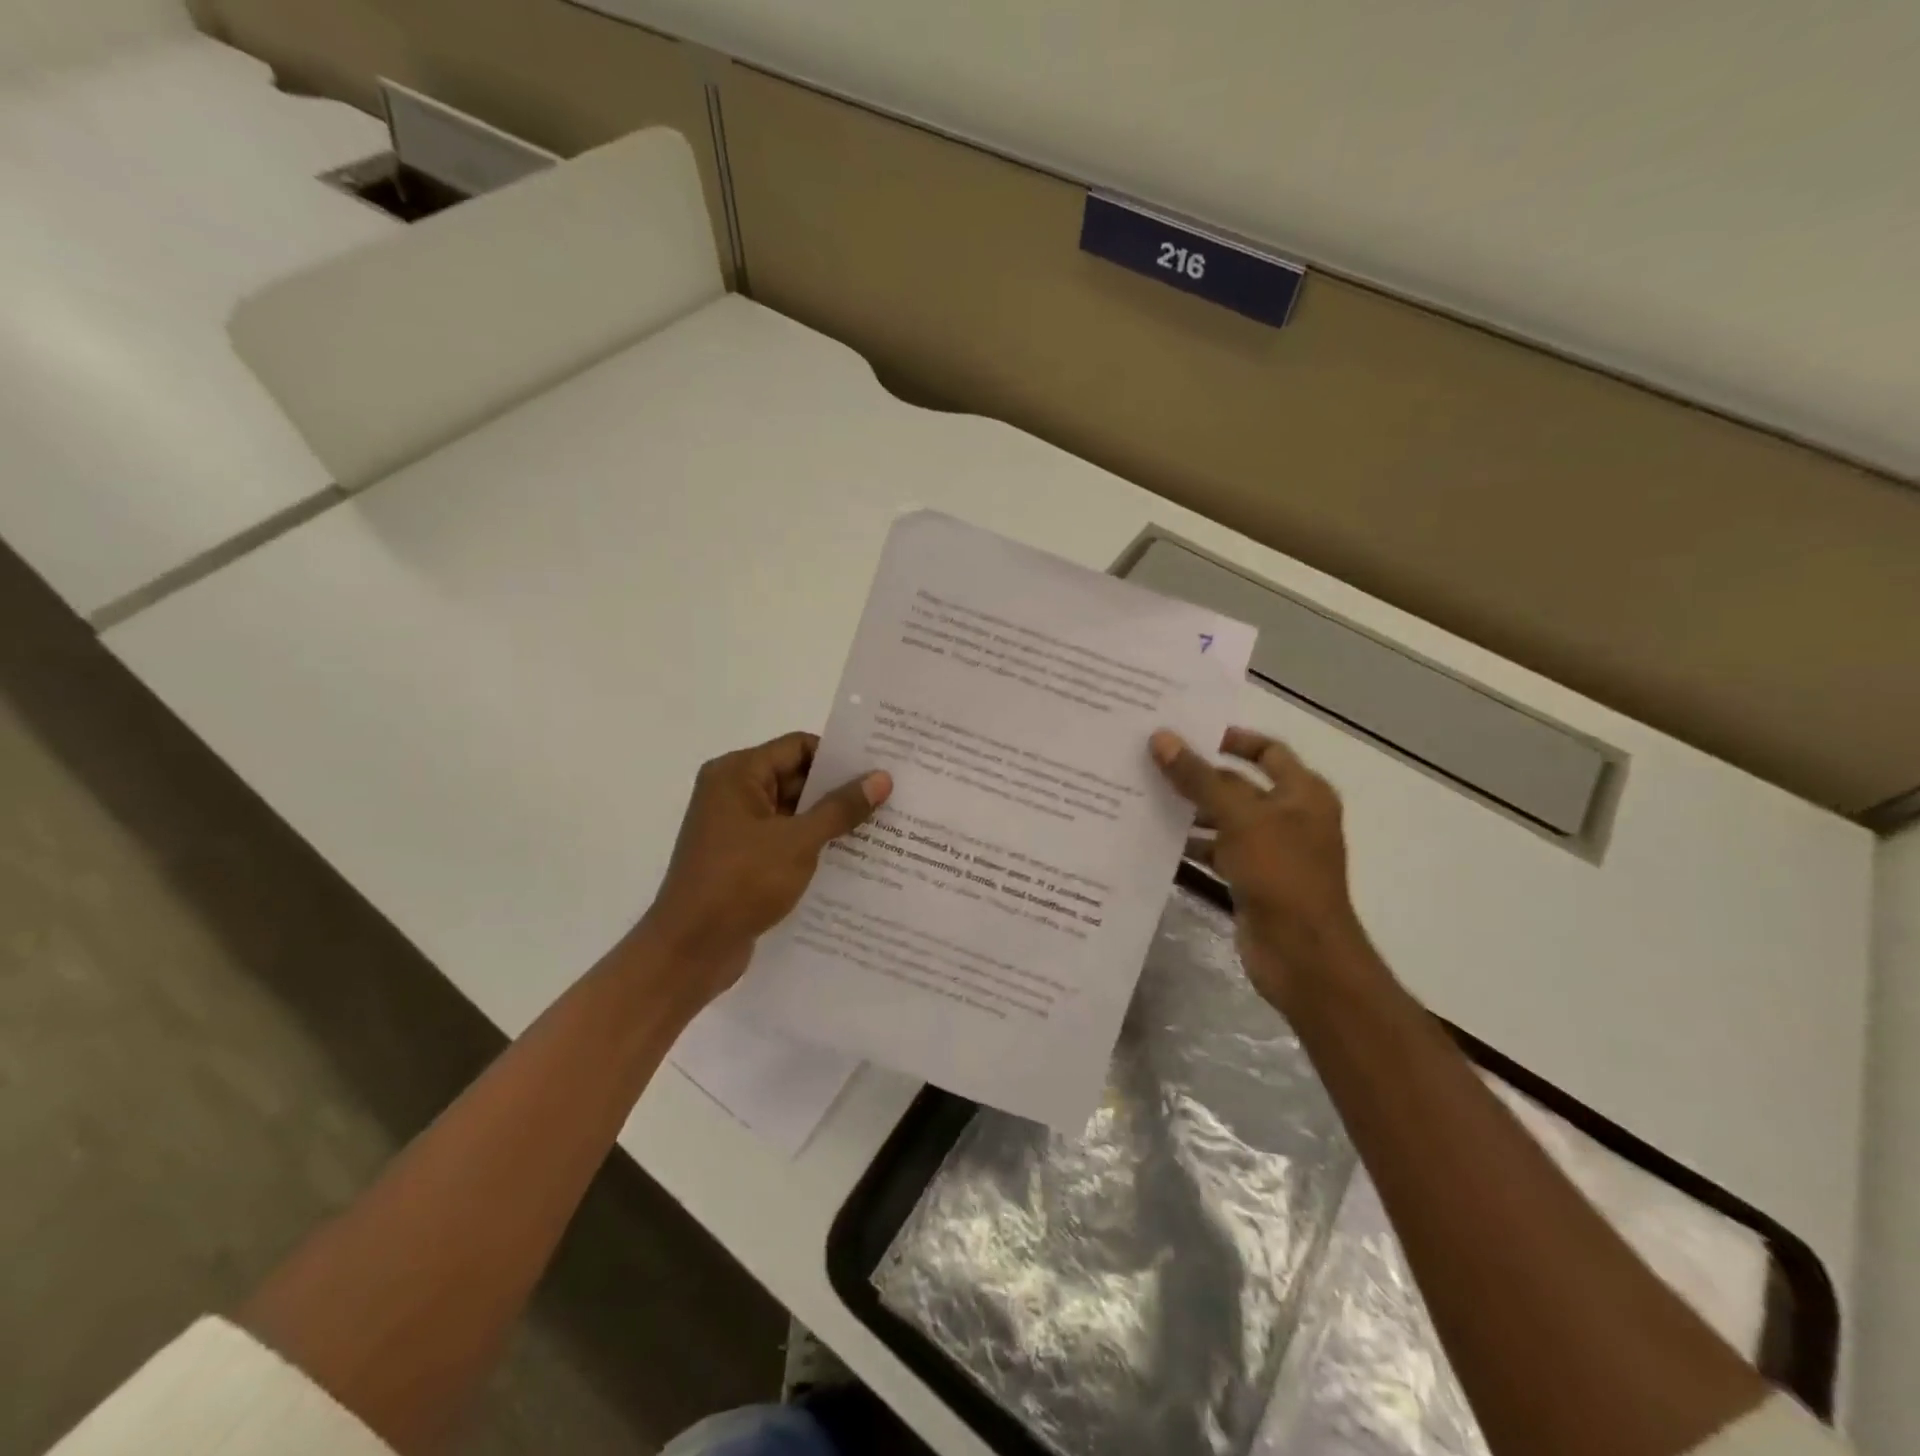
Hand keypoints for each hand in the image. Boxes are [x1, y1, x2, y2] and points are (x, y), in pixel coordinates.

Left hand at [639, 732, 891, 1007]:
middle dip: (839, 791)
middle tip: (890, 799)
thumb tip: (881, 778)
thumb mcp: (798, 842)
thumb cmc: (740, 883)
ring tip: (880, 828)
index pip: (798, 746)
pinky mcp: (741, 858)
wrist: (690, 950)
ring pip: (793, 811)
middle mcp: (732, 792)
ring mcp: (735, 827)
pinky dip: (812, 844)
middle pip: (796, 777)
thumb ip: (840, 808)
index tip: (879, 770)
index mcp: (737, 774)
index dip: (839, 757)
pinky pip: (784, 839)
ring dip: (829, 820)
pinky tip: (851, 858)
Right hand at [1150, 727, 1371, 1012]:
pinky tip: (1157, 839)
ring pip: (1224, 820)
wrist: (1302, 955)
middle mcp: (1289, 817)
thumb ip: (1199, 778)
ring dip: (1190, 811)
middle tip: (1151, 762)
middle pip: (1238, 785)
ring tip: (1143, 796)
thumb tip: (1161, 739)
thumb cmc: (1281, 873)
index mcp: (1303, 793)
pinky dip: (1192, 845)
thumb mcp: (1239, 818)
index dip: (1232, 739)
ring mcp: (1270, 851)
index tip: (1188, 733)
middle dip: (1199, 776)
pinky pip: (1217, 852)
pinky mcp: (1251, 880)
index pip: (1267, 751)